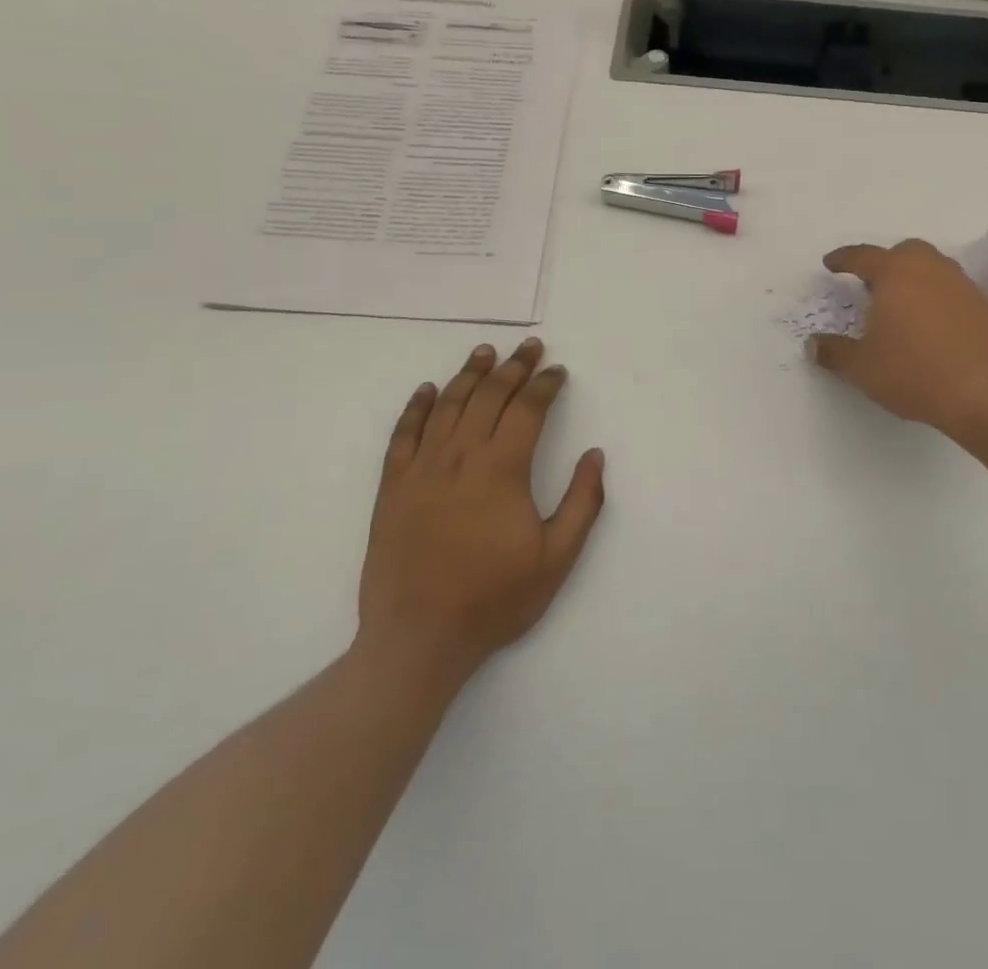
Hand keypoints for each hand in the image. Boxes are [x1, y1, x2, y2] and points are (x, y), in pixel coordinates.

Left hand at [355, 339, 604, 689]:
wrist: (418, 639)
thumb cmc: (493, 599)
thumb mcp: (556, 559)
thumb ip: (583, 503)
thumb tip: (595, 455)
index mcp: (502, 471)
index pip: (527, 410)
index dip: (545, 385)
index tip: (558, 371)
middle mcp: (460, 458)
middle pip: (489, 396)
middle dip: (514, 367)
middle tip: (530, 347)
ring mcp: (421, 469)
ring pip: (448, 405)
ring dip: (470, 374)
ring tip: (485, 352)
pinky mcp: (392, 487)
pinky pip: (404, 434)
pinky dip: (418, 407)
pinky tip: (429, 390)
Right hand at [810, 240, 987, 436]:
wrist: (985, 393)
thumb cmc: (913, 371)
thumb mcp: (861, 367)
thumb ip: (834, 352)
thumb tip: (812, 345)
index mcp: (895, 272)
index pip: (862, 256)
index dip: (843, 260)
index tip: (830, 263)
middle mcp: (929, 268)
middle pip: (903, 253)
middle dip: (884, 263)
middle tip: (869, 285)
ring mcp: (960, 285)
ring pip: (930, 268)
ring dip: (912, 279)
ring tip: (898, 306)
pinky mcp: (982, 306)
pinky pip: (949, 290)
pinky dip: (934, 297)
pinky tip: (927, 325)